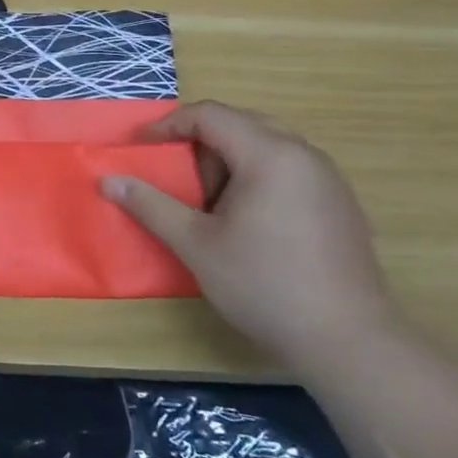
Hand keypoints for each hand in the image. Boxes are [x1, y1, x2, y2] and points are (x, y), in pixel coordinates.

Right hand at [103, 101, 401, 374]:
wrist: (349, 342)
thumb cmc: (264, 284)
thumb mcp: (195, 244)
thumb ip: (151, 205)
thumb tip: (108, 181)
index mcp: (270, 155)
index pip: (211, 115)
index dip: (169, 126)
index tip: (141, 149)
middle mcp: (305, 155)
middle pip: (241, 123)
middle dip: (199, 141)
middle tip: (173, 172)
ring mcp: (328, 179)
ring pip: (267, 145)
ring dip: (228, 160)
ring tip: (206, 200)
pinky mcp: (340, 204)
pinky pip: (289, 168)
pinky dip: (256, 176)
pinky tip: (245, 219)